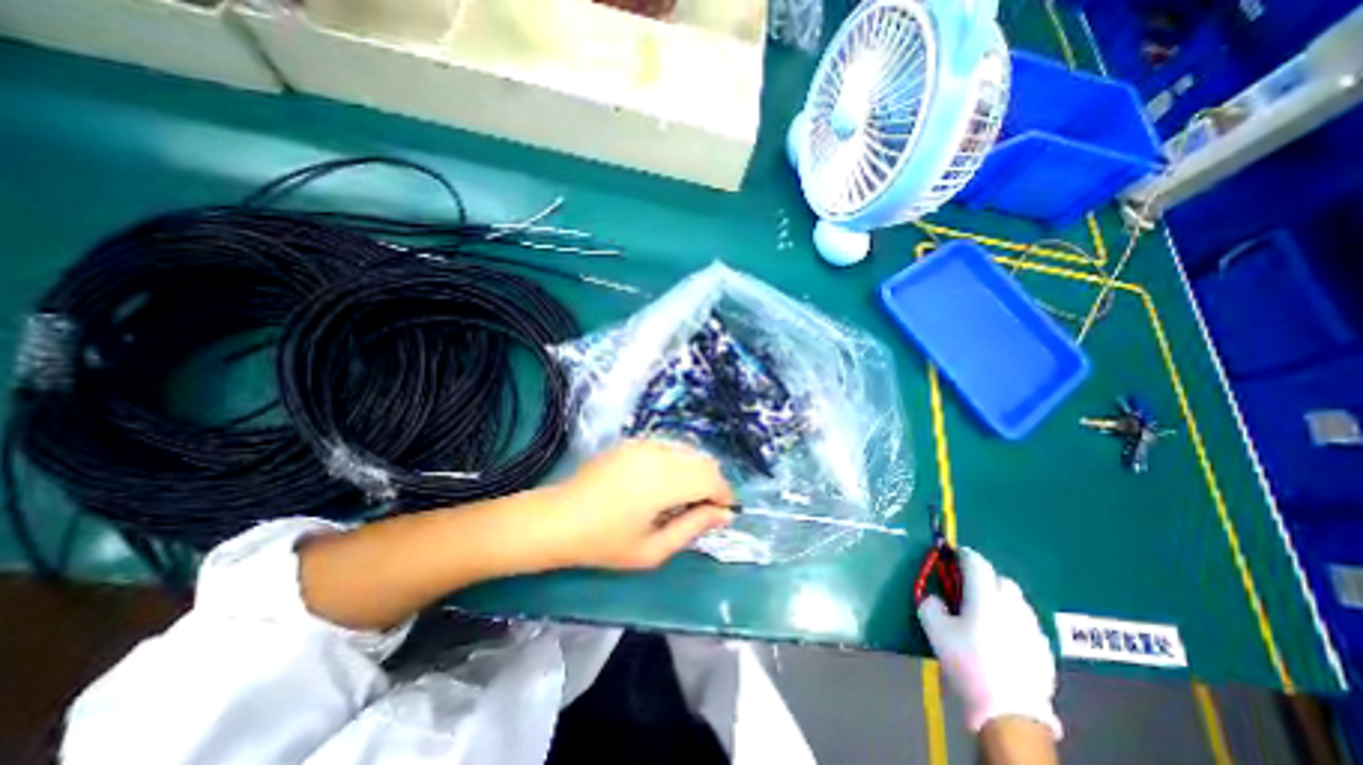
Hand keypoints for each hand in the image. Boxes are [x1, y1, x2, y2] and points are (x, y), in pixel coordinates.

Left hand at [546, 440, 734, 569]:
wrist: (558, 518)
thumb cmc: (604, 542)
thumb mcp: (652, 549)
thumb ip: (692, 528)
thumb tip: (724, 515)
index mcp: (663, 482)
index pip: (711, 479)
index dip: (724, 495)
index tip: (724, 513)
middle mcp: (657, 455)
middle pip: (703, 461)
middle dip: (713, 483)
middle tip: (706, 508)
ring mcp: (643, 444)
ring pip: (688, 450)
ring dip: (696, 471)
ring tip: (686, 497)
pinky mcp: (632, 441)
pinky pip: (668, 446)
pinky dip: (678, 462)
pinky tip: (664, 482)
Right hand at [916, 549, 1064, 740]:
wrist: (1009, 712)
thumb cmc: (968, 663)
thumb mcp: (935, 630)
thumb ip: (930, 605)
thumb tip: (936, 598)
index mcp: (985, 596)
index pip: (977, 563)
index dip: (964, 554)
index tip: (954, 554)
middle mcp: (1012, 605)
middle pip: (1001, 579)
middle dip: (984, 576)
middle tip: (968, 586)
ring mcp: (1032, 627)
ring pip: (1017, 600)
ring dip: (1001, 597)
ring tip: (986, 611)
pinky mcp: (1044, 649)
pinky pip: (1027, 622)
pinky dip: (1013, 619)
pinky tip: (1004, 635)